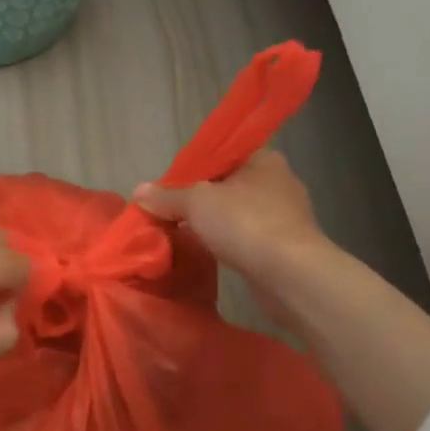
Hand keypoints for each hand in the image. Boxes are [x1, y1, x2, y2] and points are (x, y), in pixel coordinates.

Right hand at [133, 151, 327, 317]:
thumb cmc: (245, 223)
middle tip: (170, 212)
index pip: (221, 155)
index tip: (170, 187)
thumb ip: (166, 195)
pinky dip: (228, 242)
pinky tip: (209, 252)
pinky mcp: (286, 246)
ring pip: (237, 213)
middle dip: (200, 199)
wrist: (291, 275)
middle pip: (227, 185)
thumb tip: (138, 191)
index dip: (193, 168)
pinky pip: (247, 237)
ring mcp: (286, 216)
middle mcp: (279, 182)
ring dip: (214, 223)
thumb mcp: (196, 202)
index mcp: (263, 159)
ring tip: (184, 233)